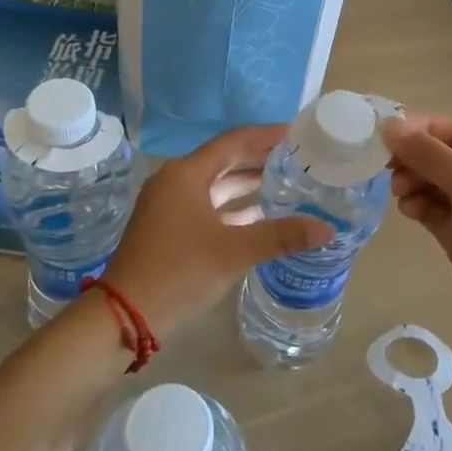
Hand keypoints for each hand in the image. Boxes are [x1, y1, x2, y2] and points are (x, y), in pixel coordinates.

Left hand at [100, 125, 332, 339]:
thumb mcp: (233, 252)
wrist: (125, 316)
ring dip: (247, 184)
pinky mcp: (169, 228)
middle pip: (225, 160)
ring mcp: (169, 205)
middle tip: (297, 158)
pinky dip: (233, 207)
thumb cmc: (178, 272)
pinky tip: (260, 215)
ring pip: (216, 185)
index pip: (233, 142)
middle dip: (260, 158)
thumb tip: (326, 228)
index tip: (296, 134)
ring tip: (286, 183)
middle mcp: (175, 181)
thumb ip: (281, 236)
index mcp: (186, 173)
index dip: (266, 136)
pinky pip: (208, 205)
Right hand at [380, 114, 451, 336]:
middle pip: (446, 156)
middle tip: (386, 168)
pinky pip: (436, 210)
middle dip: (416, 159)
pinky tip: (408, 210)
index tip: (385, 134)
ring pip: (437, 183)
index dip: (422, 129)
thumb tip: (389, 127)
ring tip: (399, 192)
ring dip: (415, 182)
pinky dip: (420, 205)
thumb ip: (429, 154)